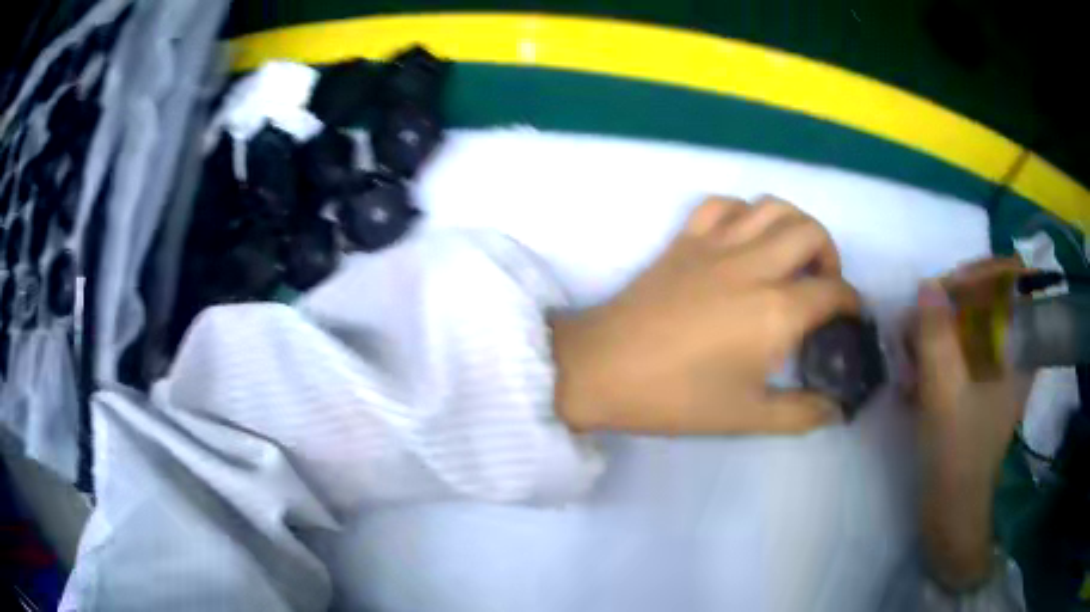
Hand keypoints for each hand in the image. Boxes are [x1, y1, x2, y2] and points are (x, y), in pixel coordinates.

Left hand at [551, 196, 859, 434]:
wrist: (602, 369)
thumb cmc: (675, 398)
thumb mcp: (747, 417)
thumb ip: (801, 413)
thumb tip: (837, 410)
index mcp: (775, 311)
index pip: (834, 292)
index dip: (852, 304)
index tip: (851, 319)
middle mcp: (754, 265)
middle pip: (811, 232)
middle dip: (831, 255)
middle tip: (823, 287)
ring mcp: (717, 244)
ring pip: (772, 206)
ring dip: (794, 226)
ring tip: (791, 258)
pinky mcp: (685, 238)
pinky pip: (723, 204)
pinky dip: (744, 214)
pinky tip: (744, 240)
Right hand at [907, 258, 1031, 590]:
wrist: (952, 512)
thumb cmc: (957, 457)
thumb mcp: (944, 396)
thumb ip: (937, 339)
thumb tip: (926, 285)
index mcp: (1021, 349)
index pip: (1012, 279)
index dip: (980, 273)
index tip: (947, 288)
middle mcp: (1013, 350)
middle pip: (986, 298)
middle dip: (948, 306)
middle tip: (917, 326)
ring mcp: (996, 369)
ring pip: (969, 323)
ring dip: (936, 332)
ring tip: (908, 357)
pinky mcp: (979, 385)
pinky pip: (959, 350)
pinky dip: (936, 354)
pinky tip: (913, 376)